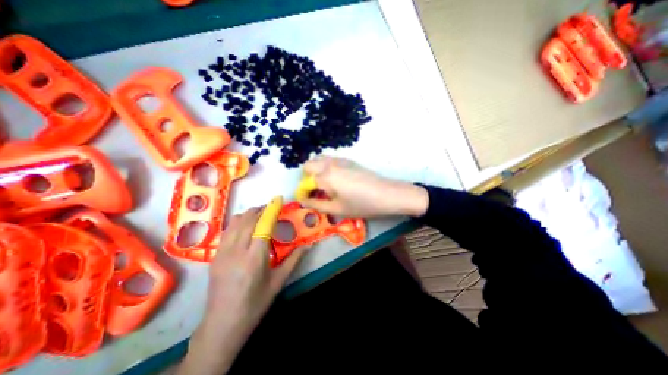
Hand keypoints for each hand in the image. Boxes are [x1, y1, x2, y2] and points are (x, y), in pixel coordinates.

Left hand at [179, 207, 305, 372]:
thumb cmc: (255, 303)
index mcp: (254, 258)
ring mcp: (222, 253)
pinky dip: (237, 222)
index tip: (278, 200)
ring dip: (248, 214)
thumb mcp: (278, 281)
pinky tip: (244, 224)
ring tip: (259, 212)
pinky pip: (227, 231)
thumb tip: (308, 245)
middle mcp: (236, 251)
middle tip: (271, 206)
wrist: (223, 324)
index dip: (271, 210)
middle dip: (260, 209)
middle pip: (248, 220)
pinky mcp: (215, 256)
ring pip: (235, 223)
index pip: (263, 226)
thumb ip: (294, 260)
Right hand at [299, 155, 427, 218]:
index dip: (303, 192)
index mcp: (326, 176)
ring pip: (319, 159)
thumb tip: (304, 201)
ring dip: (316, 171)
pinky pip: (330, 160)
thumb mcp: (337, 209)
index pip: (305, 181)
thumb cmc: (362, 204)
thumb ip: (316, 205)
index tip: (307, 200)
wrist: (387, 194)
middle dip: (307, 178)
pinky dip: (326, 168)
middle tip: (317, 191)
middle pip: (308, 165)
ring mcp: (340, 159)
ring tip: (326, 186)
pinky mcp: (348, 160)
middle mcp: (330, 163)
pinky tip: (337, 180)